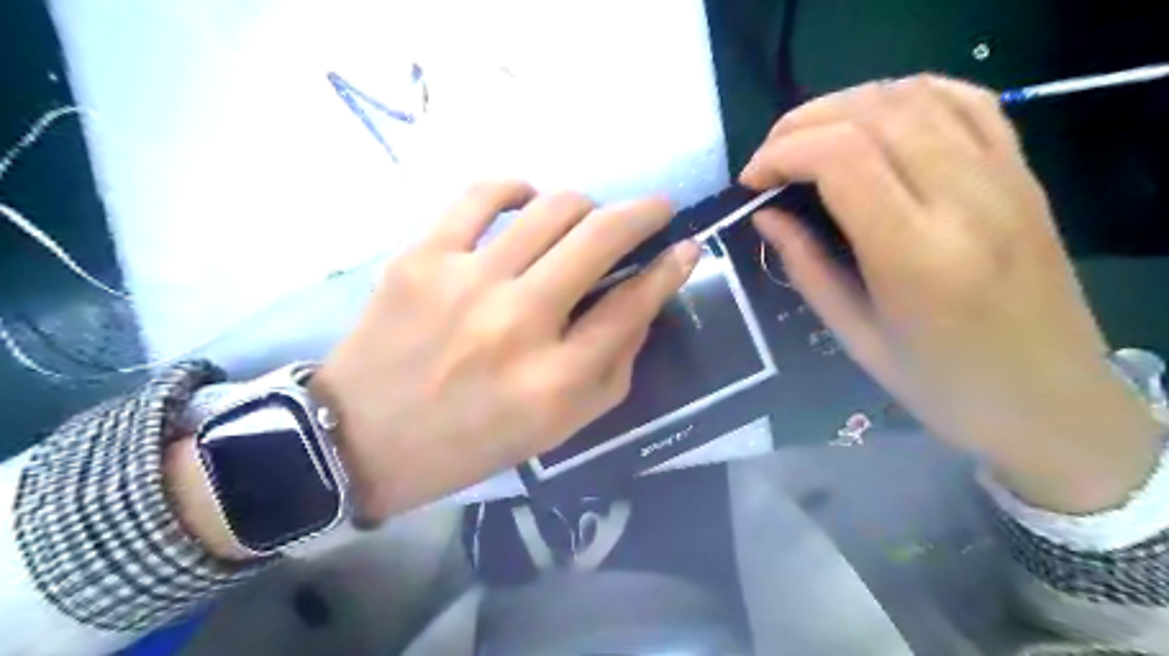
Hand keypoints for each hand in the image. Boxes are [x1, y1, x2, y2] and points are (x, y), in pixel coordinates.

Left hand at [308, 182, 691, 525]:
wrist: (366, 438)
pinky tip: (527, 200)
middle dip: (644, 213)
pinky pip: (482, 194)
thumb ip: (614, 365)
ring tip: (587, 217)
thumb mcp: (562, 426)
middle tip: (655, 209)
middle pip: (601, 239)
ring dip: (587, 204)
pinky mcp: (422, 258)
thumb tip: (644, 297)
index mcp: (556, 380)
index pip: (633, 304)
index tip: (686, 247)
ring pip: (552, 207)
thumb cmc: (474, 440)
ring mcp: (467, 283)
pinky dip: (518, 188)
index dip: (671, 269)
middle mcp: (519, 324)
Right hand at [738, 77, 1158, 514]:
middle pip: (874, 115)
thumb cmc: (942, 385)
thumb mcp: (855, 336)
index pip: (841, 159)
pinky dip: (907, 94)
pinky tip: (873, 117)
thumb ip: (806, 266)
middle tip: (769, 157)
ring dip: (847, 104)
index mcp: (916, 255)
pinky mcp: (1023, 173)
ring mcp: (1004, 178)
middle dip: (803, 124)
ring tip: (809, 138)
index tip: (751, 181)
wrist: (1050, 400)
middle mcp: (966, 200)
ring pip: (917, 95)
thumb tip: (765, 215)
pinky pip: (967, 101)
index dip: (782, 154)